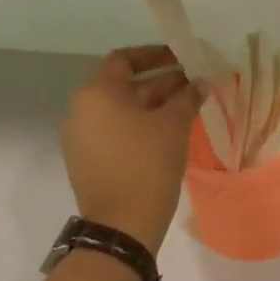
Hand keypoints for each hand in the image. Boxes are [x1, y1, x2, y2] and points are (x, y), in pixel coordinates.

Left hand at [61, 46, 203, 253]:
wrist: (121, 224)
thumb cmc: (148, 164)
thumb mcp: (173, 125)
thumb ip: (187, 97)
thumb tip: (200, 82)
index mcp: (97, 92)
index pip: (124, 59)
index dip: (154, 55)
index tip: (181, 60)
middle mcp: (80, 108)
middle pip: (122, 85)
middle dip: (159, 83)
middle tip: (192, 87)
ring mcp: (79, 136)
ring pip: (118, 110)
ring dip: (149, 106)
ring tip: (183, 111)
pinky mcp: (84, 159)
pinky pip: (112, 131)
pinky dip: (136, 126)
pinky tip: (164, 135)